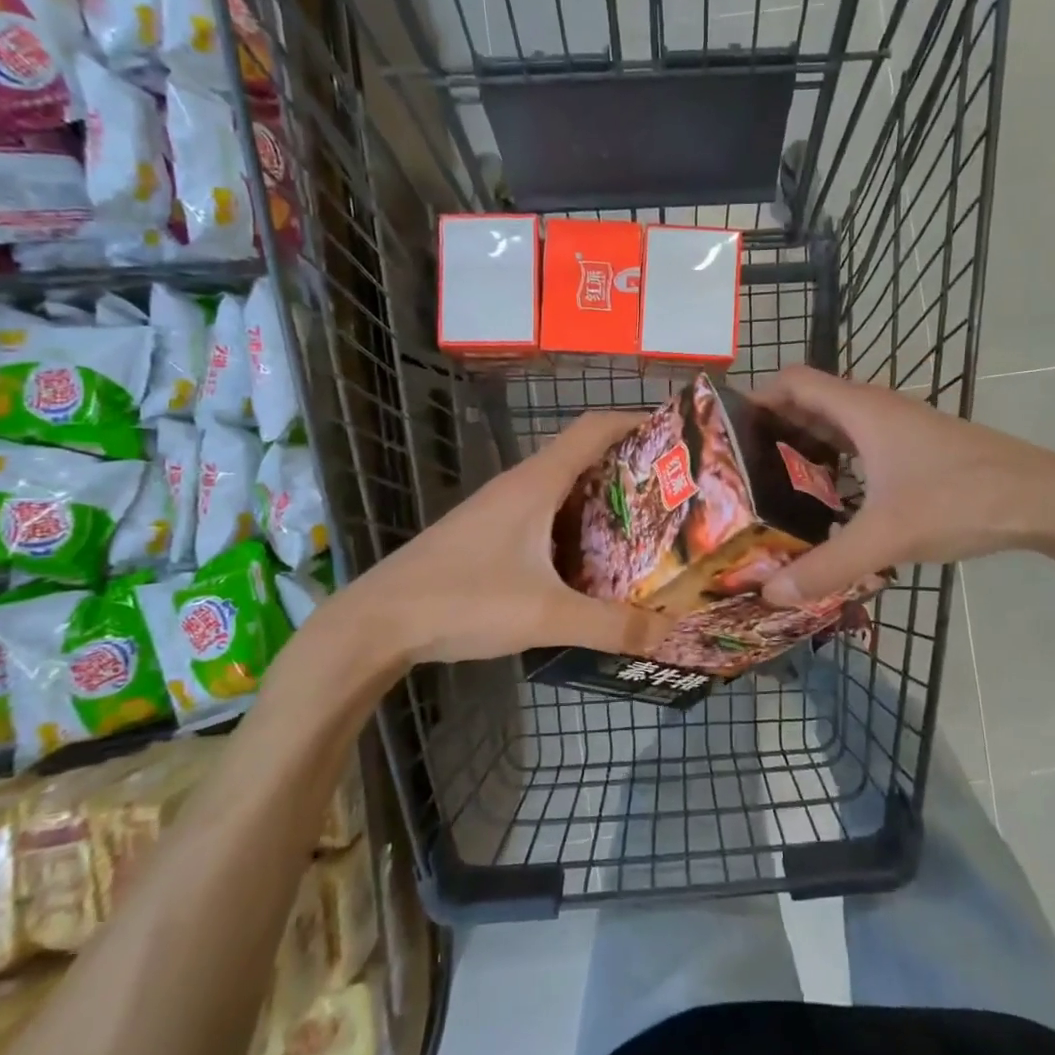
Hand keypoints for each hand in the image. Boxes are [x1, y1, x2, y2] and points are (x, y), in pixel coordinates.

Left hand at [331, 410, 674, 665]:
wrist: (378, 622)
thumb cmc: (464, 600)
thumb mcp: (546, 615)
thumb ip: (609, 625)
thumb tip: (666, 633)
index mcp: (537, 483)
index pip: (595, 428)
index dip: (636, 422)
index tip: (676, 437)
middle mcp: (520, 485)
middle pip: (584, 456)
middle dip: (630, 468)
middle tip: (673, 494)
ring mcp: (499, 509)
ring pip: (563, 489)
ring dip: (602, 500)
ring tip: (645, 528)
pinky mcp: (487, 534)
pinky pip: (544, 515)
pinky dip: (575, 525)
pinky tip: (590, 562)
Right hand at [754, 366, 1054, 604]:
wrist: (1043, 499)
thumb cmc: (960, 499)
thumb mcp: (886, 536)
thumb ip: (826, 566)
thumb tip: (770, 594)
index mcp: (860, 409)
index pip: (792, 380)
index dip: (757, 398)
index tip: (728, 433)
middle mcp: (875, 409)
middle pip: (809, 404)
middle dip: (773, 431)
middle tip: (741, 472)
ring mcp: (899, 429)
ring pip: (836, 428)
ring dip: (804, 449)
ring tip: (773, 491)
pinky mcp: (916, 451)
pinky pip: (860, 447)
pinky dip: (836, 466)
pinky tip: (830, 506)